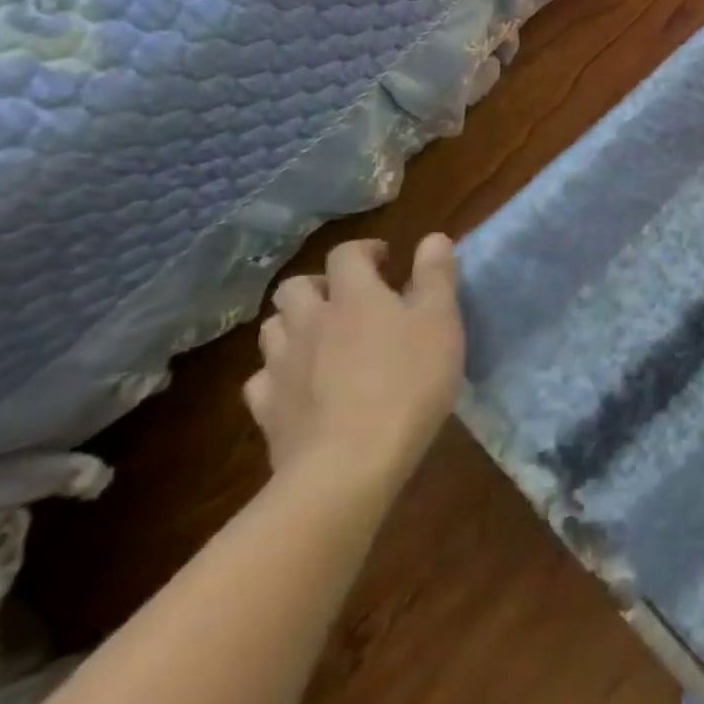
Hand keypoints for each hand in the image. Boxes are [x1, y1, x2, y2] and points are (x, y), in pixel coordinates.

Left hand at [247, 234, 465, 497]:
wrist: (348, 466)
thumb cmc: (408, 383)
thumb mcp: (441, 322)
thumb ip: (436, 276)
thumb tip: (433, 237)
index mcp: (354, 296)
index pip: (346, 255)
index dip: (365, 251)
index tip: (387, 262)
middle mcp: (310, 322)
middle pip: (296, 287)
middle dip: (321, 286)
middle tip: (350, 300)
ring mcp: (281, 366)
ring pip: (273, 328)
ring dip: (295, 324)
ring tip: (324, 339)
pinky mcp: (268, 410)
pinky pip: (263, 379)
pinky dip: (279, 373)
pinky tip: (300, 385)